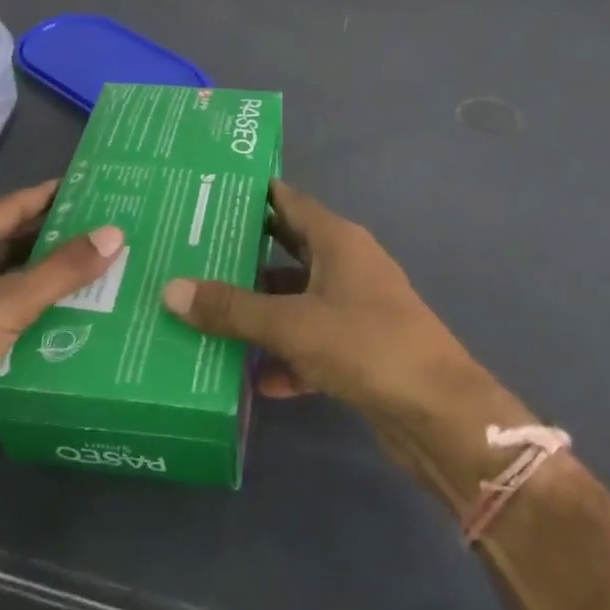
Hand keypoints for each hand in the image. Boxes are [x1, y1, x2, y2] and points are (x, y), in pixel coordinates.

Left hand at [0, 181, 123, 482]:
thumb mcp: (5, 305)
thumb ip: (62, 270)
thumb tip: (115, 233)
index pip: (14, 205)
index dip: (56, 196)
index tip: (103, 191)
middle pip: (13, 240)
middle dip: (60, 238)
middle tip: (114, 233)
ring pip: (11, 279)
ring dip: (51, 277)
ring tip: (106, 271)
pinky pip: (6, 313)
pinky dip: (37, 311)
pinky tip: (75, 316)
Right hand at [161, 181, 485, 423]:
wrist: (437, 414)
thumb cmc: (366, 346)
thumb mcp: (292, 324)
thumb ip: (232, 308)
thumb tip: (171, 289)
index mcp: (338, 240)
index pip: (288, 201)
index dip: (250, 195)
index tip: (206, 194)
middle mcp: (347, 266)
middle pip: (287, 250)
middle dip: (243, 255)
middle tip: (191, 254)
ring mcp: (355, 308)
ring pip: (296, 300)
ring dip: (260, 311)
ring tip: (205, 315)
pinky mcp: (359, 350)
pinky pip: (310, 343)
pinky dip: (284, 356)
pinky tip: (251, 378)